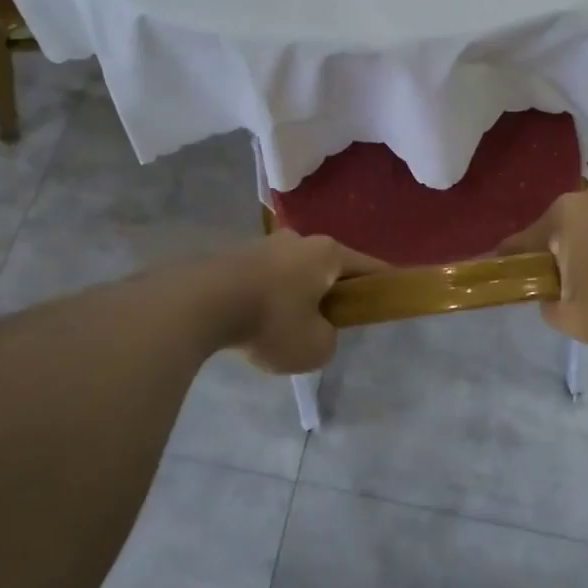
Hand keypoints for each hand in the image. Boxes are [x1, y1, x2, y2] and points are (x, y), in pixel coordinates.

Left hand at [213, 231, 382, 373]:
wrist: (199, 304)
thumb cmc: (271, 321)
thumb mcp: (315, 347)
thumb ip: (328, 339)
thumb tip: (316, 329)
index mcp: (327, 253)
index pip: (367, 266)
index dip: (381, 284)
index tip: (387, 298)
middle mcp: (298, 240)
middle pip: (326, 267)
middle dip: (331, 292)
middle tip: (327, 324)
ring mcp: (262, 245)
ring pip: (292, 273)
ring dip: (294, 296)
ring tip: (282, 330)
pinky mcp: (232, 257)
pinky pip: (262, 280)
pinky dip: (266, 299)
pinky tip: (253, 323)